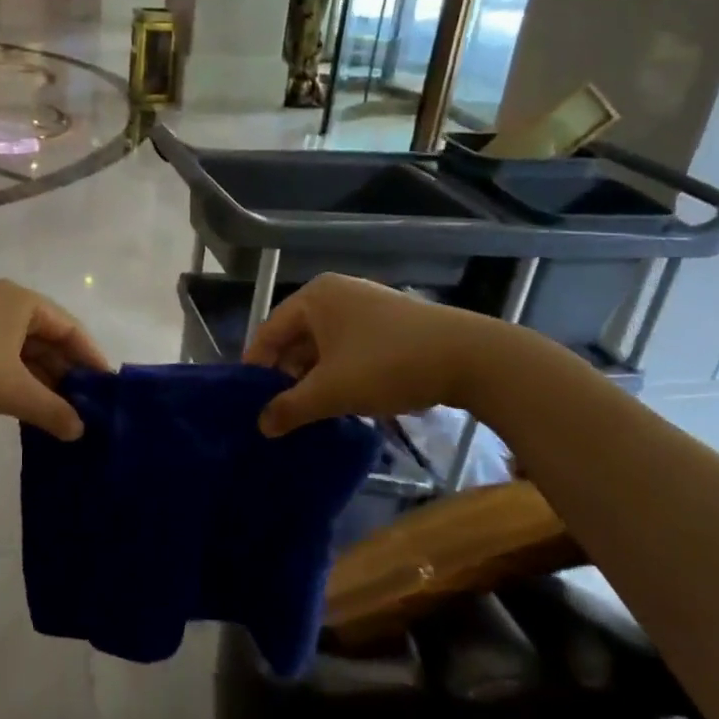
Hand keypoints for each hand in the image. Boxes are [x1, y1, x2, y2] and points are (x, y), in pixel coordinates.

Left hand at [0, 280, 109, 440]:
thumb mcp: (11, 390)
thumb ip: (52, 409)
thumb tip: (81, 431)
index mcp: (21, 301)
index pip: (71, 328)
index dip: (91, 360)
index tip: (108, 392)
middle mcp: (1, 302)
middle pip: (46, 338)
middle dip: (65, 374)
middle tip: (85, 410)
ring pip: (20, 351)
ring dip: (39, 381)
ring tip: (58, 415)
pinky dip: (14, 381)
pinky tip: (23, 408)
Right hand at [243, 273, 520, 435]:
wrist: (470, 358)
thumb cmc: (386, 365)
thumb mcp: (331, 392)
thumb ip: (290, 408)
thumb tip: (261, 426)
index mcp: (313, 297)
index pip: (268, 332)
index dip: (255, 368)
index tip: (248, 402)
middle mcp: (336, 293)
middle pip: (296, 337)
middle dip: (286, 375)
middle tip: (277, 411)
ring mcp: (366, 305)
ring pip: (324, 345)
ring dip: (313, 377)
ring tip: (307, 411)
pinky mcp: (390, 322)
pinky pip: (349, 346)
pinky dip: (339, 371)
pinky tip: (342, 399)